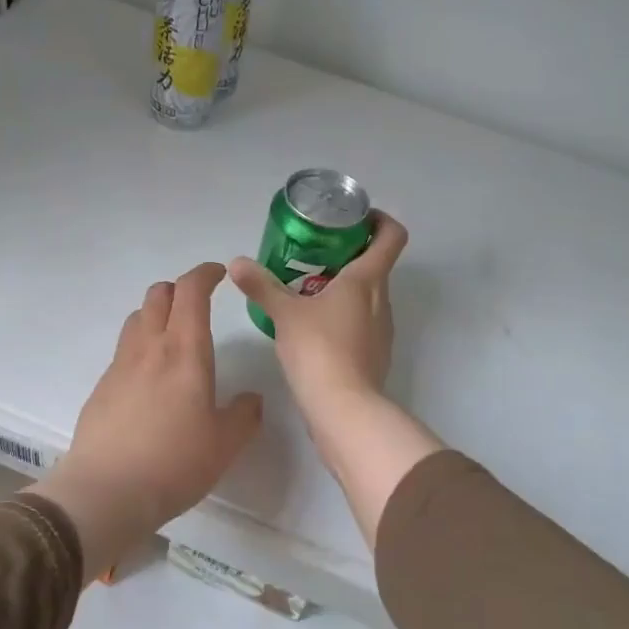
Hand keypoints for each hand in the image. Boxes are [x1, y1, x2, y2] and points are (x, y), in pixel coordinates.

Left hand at [28, 262, 263, 581]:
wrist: (106, 492)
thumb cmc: (175, 462)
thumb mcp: (226, 444)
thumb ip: (244, 415)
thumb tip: (251, 399)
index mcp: (184, 350)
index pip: (191, 291)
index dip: (205, 274)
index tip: (220, 273)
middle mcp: (149, 347)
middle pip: (158, 295)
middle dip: (180, 290)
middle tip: (198, 305)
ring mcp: (119, 365)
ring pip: (136, 318)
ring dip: (156, 314)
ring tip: (172, 337)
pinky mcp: (101, 387)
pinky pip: (123, 351)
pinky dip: (140, 347)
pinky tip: (149, 379)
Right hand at [228, 213, 441, 546]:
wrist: (344, 410)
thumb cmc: (319, 350)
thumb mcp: (284, 314)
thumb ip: (261, 286)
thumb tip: (236, 262)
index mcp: (367, 280)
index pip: (392, 236)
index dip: (380, 220)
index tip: (355, 219)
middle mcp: (382, 300)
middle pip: (377, 265)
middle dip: (349, 254)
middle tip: (314, 253)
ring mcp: (382, 330)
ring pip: (369, 296)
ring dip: (345, 287)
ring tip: (308, 290)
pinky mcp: (375, 355)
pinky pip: (362, 322)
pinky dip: (344, 316)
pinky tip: (314, 328)